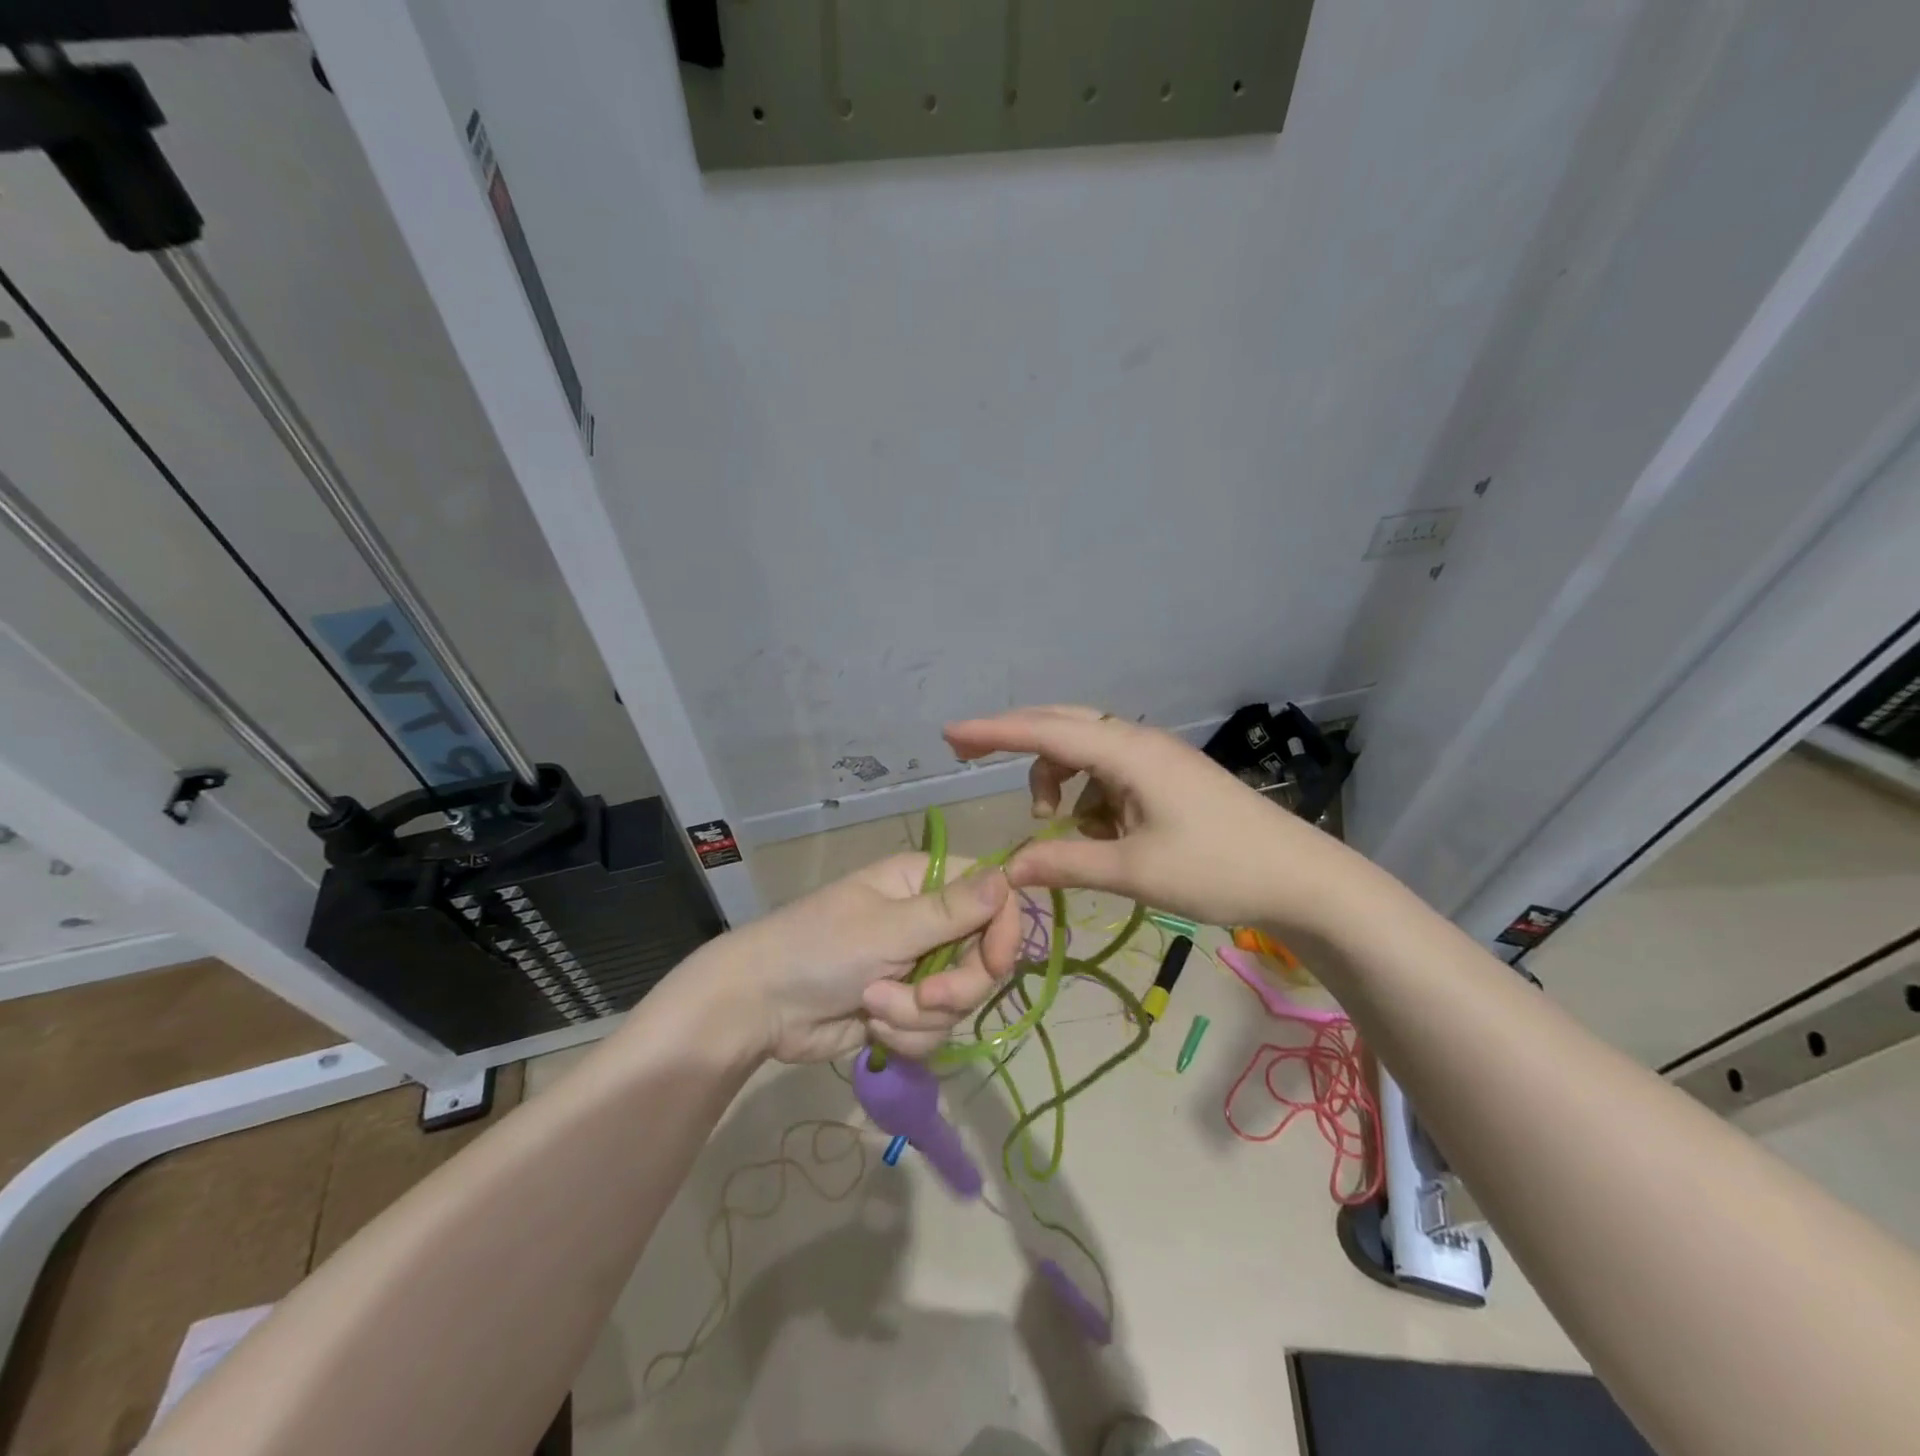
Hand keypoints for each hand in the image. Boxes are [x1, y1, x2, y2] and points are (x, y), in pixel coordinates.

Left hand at [716, 853, 1023, 1063]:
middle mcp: (927, 922)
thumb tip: (1007, 876)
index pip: (992, 896)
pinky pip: (934, 1028)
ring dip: (918, 1014)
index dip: (1003, 930)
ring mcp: (917, 967)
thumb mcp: (887, 929)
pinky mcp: (904, 1008)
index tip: (995, 963)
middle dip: (955, 988)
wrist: (760, 1007)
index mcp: (923, 884)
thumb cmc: (819, 948)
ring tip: (874, 1006)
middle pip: (982, 958)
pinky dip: (904, 1033)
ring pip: (959, 1001)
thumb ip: (950, 911)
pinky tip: (870, 1026)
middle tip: (925, 996)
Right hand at [944, 705, 1370, 935]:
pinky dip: (1088, 797)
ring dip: (1057, 779)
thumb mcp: (1135, 871)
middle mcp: (1138, 743)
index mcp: (1128, 753)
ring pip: (1084, 752)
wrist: (1301, 879)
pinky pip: (1108, 775)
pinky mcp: (1166, 778)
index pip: (1047, 732)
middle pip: (1062, 726)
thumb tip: (1008, 868)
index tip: (949, 733)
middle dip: (1014, 739)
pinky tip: (1100, 833)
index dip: (994, 732)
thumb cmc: (1219, 870)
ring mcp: (1155, 759)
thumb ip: (1066, 863)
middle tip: (965, 752)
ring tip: (1055, 823)